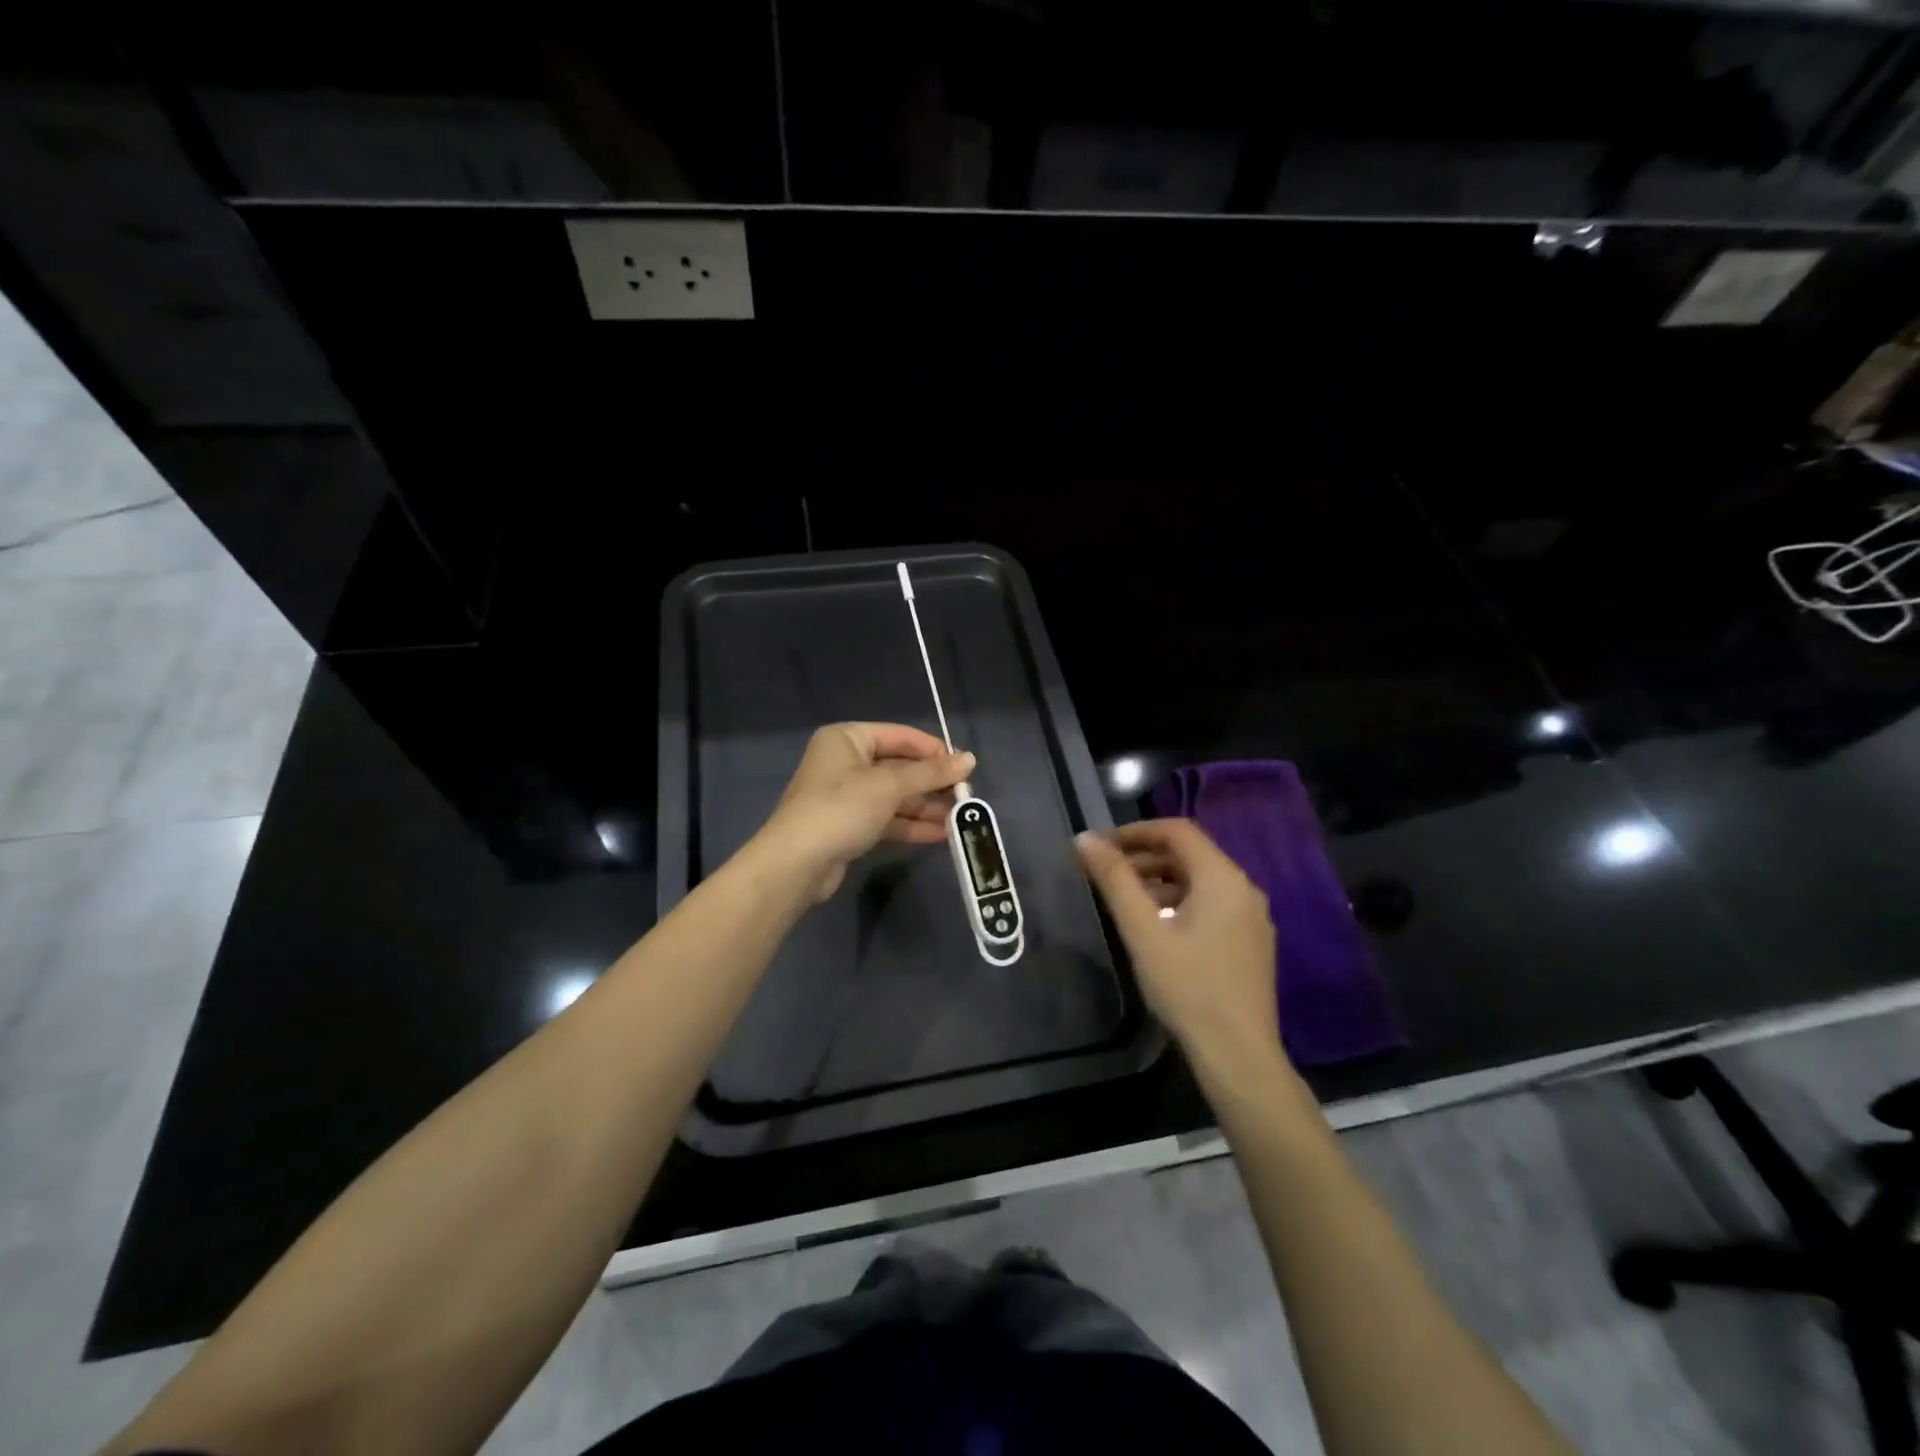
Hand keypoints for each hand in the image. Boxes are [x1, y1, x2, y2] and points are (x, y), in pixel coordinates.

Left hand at [761, 723, 974, 901]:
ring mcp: (846, 795)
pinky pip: (887, 818)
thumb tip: (970, 759)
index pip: (901, 736)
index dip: (934, 750)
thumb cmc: (842, 809)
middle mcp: (845, 761)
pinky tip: (940, 834)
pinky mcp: (849, 825)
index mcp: (848, 739)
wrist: (796, 864)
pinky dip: (911, 824)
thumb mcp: (890, 785)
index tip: (965, 767)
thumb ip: (931, 773)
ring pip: (895, 795)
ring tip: (959, 819)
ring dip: (926, 806)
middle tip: (966, 796)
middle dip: (932, 783)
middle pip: (899, 766)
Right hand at [1076, 819, 1282, 1081]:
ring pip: (1200, 880)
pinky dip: (1179, 901)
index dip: (1136, 831)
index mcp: (1223, 878)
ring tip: (1124, 900)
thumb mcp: (1142, 931)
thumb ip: (1114, 880)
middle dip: (1145, 856)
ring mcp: (1252, 917)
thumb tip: (1084, 839)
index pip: (1177, 831)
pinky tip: (1156, 927)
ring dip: (1160, 880)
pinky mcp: (1251, 942)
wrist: (1238, 1055)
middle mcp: (1244, 888)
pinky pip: (1211, 903)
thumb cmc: (1187, 988)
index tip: (1101, 846)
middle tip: (1106, 874)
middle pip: (1190, 854)